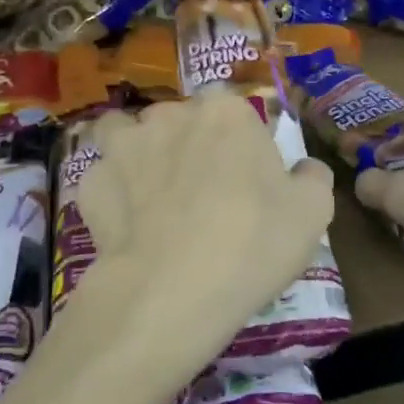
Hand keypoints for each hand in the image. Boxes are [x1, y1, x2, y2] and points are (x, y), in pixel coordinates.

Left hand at [78, 90, 334, 376]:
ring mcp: (125, 145)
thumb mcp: (312, 213)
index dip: (240, 141)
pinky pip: (105, 178)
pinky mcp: (91, 182)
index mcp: (226, 112)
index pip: (234, 111)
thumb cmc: (252, 243)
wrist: (171, 292)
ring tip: (152, 195)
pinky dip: (113, 194)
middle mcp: (171, 114)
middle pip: (181, 120)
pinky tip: (126, 225)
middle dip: (189, 145)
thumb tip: (303, 168)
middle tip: (203, 192)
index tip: (246, 177)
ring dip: (139, 154)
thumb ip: (312, 177)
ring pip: (129, 135)